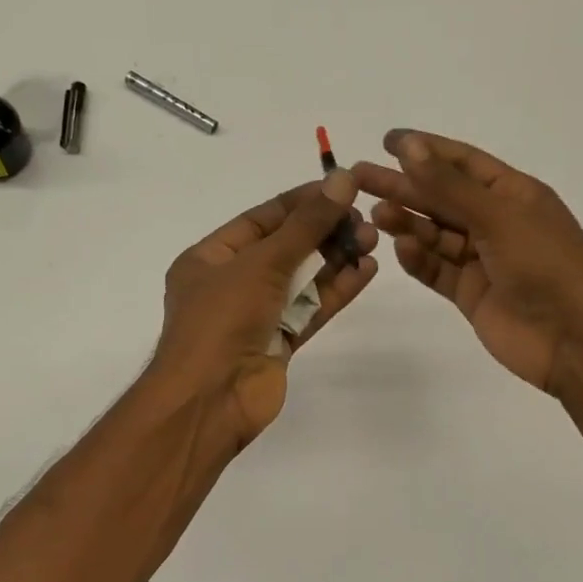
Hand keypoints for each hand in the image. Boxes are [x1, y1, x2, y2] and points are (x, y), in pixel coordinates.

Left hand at [151, 172, 378, 446]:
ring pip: (301, 280)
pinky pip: (309, 310)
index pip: (260, 220)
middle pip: (284, 248)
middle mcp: (230, 284)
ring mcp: (255, 316)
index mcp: (209, 258)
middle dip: (323, 231)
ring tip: (373, 240)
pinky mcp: (278, 344)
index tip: (340, 186)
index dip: (300, 202)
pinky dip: (335, 291)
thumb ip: (305, 225)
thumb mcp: (261, 263)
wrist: (210, 401)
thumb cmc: (221, 320)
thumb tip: (342, 180)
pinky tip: (366, 272)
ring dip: (335, 259)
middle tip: (365, 218)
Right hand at [355, 131, 582, 395]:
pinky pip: (437, 270)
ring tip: (376, 215)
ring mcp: (482, 260)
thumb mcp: (499, 216)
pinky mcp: (470, 293)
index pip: (463, 163)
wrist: (574, 340)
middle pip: (442, 198)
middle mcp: (496, 222)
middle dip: (403, 186)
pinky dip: (419, 260)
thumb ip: (449, 186)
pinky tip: (399, 250)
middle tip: (359, 177)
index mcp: (514, 194)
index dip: (426, 149)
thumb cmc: (546, 265)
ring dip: (407, 223)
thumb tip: (409, 147)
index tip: (387, 141)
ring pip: (435, 234)